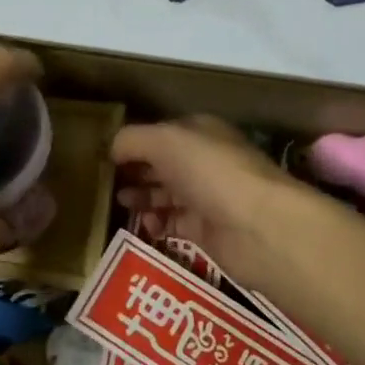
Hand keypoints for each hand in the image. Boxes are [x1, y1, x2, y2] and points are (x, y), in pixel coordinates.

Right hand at [111, 116, 309, 288]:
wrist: (258, 227)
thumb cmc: (211, 172)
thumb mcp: (164, 141)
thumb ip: (132, 140)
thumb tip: (112, 148)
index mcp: (200, 132)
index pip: (161, 133)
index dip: (135, 143)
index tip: (106, 156)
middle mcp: (205, 161)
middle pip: (163, 164)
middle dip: (136, 171)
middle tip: (107, 183)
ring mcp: (208, 197)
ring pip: (167, 194)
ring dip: (143, 198)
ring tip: (121, 204)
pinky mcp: (208, 232)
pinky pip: (174, 225)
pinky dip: (156, 225)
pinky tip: (143, 227)